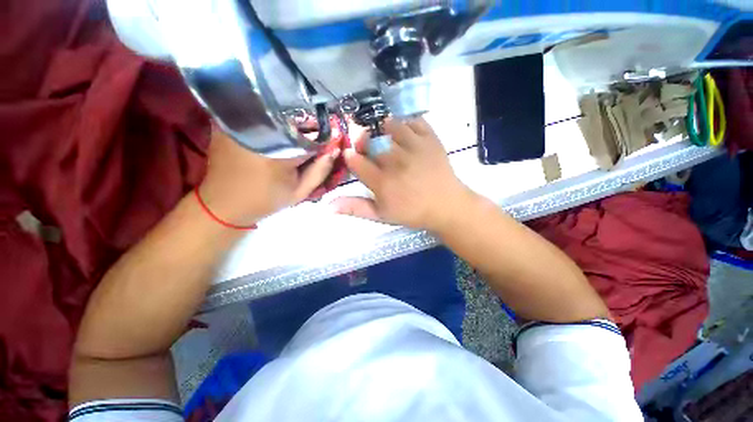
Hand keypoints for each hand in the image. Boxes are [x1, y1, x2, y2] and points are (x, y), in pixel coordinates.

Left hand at [198, 128, 338, 225]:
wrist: (224, 204)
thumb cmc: (265, 200)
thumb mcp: (299, 192)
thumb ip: (320, 171)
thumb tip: (334, 149)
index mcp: (278, 152)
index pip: (312, 136)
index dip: (325, 138)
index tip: (332, 143)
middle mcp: (258, 132)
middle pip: (294, 120)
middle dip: (310, 128)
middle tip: (316, 140)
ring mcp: (240, 124)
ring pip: (277, 114)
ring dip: (293, 122)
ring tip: (299, 136)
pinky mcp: (228, 123)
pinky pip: (259, 114)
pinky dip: (274, 120)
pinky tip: (279, 132)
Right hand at [332, 118, 473, 231]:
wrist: (446, 206)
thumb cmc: (412, 212)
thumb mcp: (382, 216)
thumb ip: (356, 208)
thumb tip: (328, 205)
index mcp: (383, 183)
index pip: (356, 161)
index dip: (351, 156)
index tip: (353, 157)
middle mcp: (396, 162)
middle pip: (371, 141)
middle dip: (365, 142)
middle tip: (370, 148)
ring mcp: (415, 147)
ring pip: (391, 126)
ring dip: (384, 130)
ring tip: (388, 140)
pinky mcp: (430, 139)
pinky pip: (414, 121)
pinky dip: (407, 123)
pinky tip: (405, 134)